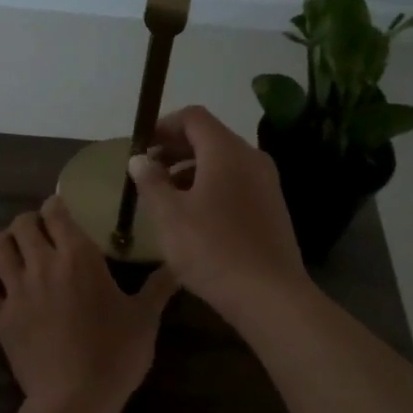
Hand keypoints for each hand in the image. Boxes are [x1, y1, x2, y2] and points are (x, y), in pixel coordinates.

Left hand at [0, 196, 177, 412]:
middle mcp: (43, 265)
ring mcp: (16, 291)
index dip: (57, 205)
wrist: (76, 398)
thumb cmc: (116, 354)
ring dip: (4, 243)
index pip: (57, 213)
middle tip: (42, 234)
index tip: (63, 210)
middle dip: (30, 222)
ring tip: (16, 252)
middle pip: (22, 224)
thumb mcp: (145, 318)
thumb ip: (160, 286)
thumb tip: (179, 264)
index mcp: (79, 257)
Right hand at [124, 106, 309, 322]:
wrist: (269, 295)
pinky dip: (212, 186)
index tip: (141, 147)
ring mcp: (267, 183)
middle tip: (148, 171)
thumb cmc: (212, 250)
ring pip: (223, 162)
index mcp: (226, 151)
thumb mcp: (169, 216)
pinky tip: (195, 216)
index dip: (163, 126)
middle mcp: (251, 158)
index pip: (193, 117)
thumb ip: (151, 182)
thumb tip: (140, 159)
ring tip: (166, 196)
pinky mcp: (272, 207)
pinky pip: (237, 182)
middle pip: (210, 137)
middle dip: (175, 149)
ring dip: (192, 170)